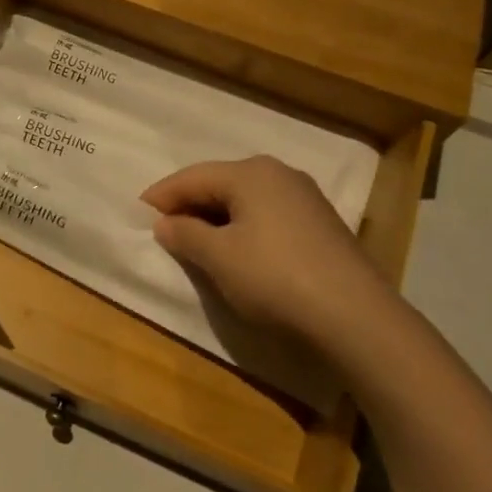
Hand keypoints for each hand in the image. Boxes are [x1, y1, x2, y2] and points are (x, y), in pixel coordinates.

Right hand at [142, 155, 412, 367]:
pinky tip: (235, 251)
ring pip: (245, 201)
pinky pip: (267, 217)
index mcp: (251, 173)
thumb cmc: (274, 277)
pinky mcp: (321, 227)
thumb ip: (185, 234)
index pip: (192, 177)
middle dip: (188, 204)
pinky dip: (242, 229)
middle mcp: (280, 175)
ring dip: (215, 218)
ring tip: (193, 241)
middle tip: (162, 228)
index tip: (136, 214)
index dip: (161, 196)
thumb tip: (165, 222)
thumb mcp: (218, 257)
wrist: (355, 318)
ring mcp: (305, 200)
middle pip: (220, 183)